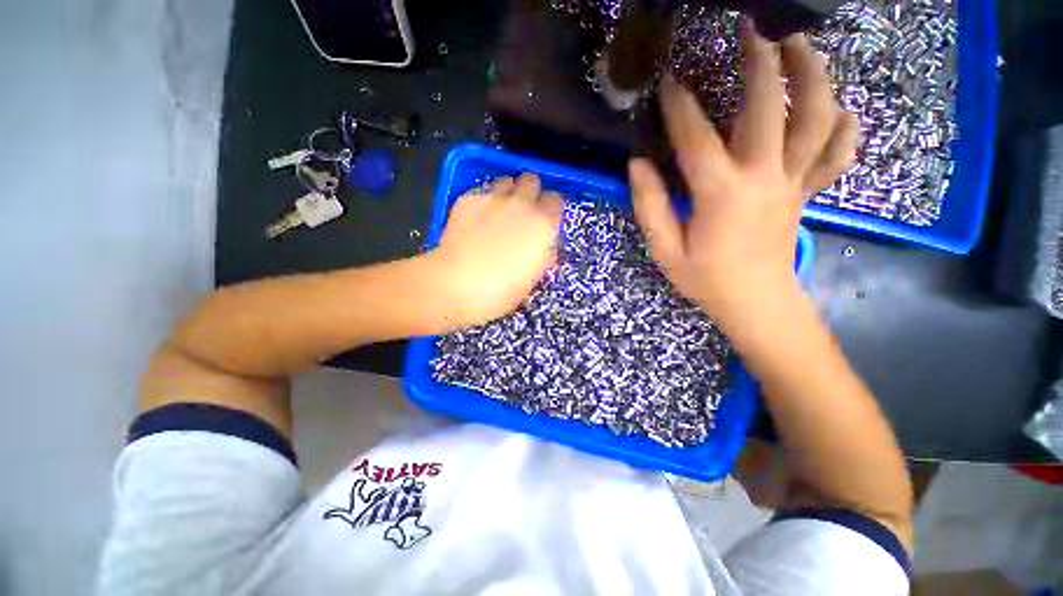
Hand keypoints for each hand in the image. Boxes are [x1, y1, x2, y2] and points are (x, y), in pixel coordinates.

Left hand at [430, 173, 562, 327]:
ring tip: (498, 212)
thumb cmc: (504, 289)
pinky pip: (481, 193)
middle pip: (532, 180)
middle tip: (521, 211)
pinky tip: (474, 222)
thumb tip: (543, 245)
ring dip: (507, 193)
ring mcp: (493, 198)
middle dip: (529, 192)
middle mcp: (522, 204)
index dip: (550, 209)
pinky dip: (482, 203)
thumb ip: (544, 253)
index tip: (544, 219)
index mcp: (543, 224)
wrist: (461, 284)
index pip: (555, 200)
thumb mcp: (535, 275)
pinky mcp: (468, 199)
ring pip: (506, 181)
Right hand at [629, 21, 856, 319]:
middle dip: (761, 62)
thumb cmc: (705, 279)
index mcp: (722, 194)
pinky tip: (839, 107)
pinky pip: (836, 154)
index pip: (696, 138)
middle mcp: (763, 178)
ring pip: (816, 119)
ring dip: (812, 76)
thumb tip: (637, 165)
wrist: (755, 302)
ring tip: (801, 45)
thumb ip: (650, 206)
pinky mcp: (806, 192)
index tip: (667, 80)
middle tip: (754, 28)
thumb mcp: (665, 249)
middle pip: (769, 108)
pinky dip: (843, 126)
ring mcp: (793, 182)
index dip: (679, 107)